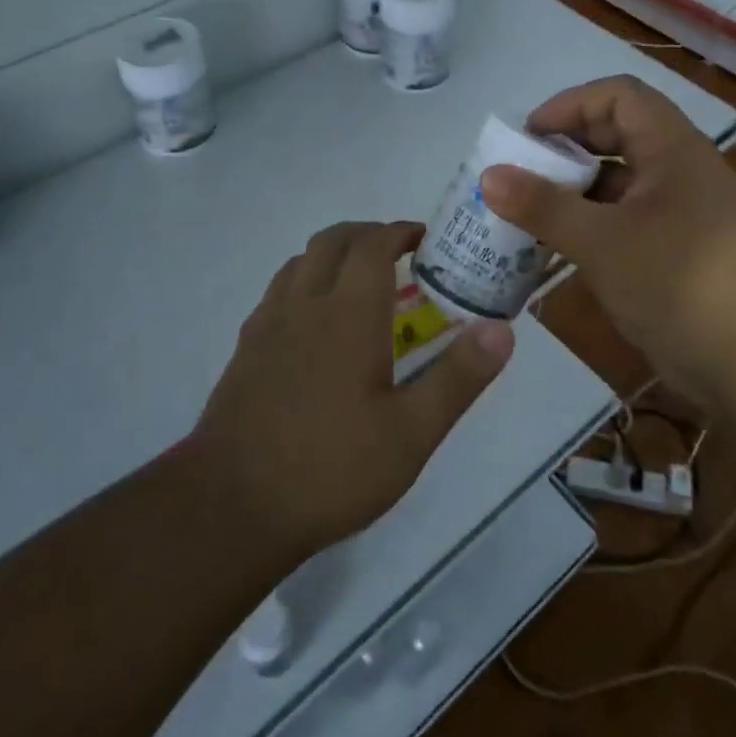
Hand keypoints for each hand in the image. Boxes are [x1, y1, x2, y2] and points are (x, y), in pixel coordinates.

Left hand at [194, 221, 515, 558]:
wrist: (232, 505)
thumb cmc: (331, 468)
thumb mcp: (411, 433)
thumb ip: (458, 377)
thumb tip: (502, 330)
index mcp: (347, 313)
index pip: (372, 244)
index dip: (399, 231)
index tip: (424, 239)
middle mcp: (304, 303)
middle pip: (332, 241)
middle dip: (367, 234)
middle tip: (398, 254)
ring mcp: (267, 324)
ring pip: (300, 261)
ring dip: (333, 254)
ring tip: (360, 283)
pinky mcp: (245, 349)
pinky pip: (278, 291)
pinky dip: (304, 282)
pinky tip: (316, 323)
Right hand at [479, 76, 735, 390]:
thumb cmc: (680, 282)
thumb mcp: (602, 241)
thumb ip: (543, 206)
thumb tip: (488, 175)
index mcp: (672, 149)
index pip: (619, 96)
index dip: (570, 105)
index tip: (528, 137)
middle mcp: (678, 172)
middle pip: (616, 136)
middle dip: (565, 149)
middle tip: (519, 175)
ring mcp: (679, 215)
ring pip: (617, 184)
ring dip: (572, 193)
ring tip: (525, 213)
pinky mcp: (674, 253)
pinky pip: (622, 223)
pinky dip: (588, 227)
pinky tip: (554, 250)